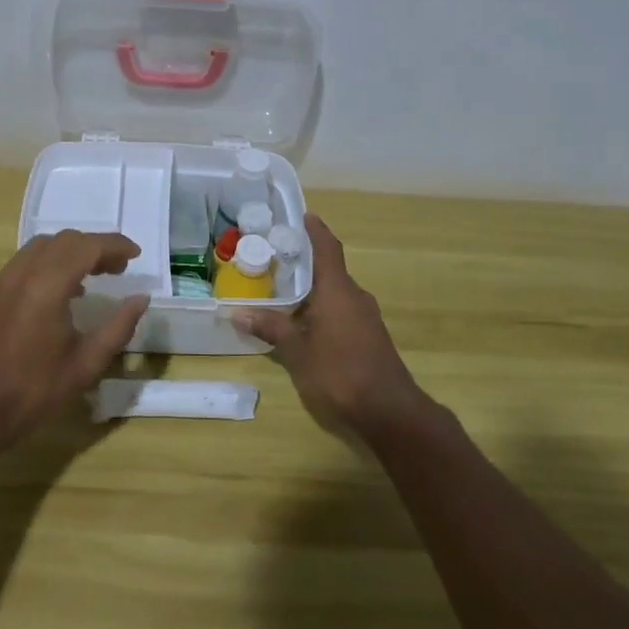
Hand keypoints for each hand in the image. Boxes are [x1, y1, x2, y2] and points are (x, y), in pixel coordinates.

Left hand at [0, 230, 149, 458]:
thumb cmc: (33, 392)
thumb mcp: (85, 364)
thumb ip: (118, 327)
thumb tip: (140, 299)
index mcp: (47, 285)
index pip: (87, 247)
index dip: (115, 245)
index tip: (136, 254)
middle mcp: (21, 272)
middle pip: (64, 240)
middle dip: (95, 247)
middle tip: (118, 268)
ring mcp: (1, 280)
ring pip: (42, 246)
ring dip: (70, 252)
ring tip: (92, 276)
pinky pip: (24, 262)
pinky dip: (48, 263)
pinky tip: (59, 291)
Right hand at [234, 214, 434, 442]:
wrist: (390, 413)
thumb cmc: (340, 372)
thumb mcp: (297, 351)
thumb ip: (271, 328)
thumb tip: (238, 312)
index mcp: (338, 290)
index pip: (327, 248)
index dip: (315, 230)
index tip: (303, 215)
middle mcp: (354, 296)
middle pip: (329, 270)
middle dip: (304, 264)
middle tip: (274, 258)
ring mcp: (366, 319)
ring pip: (335, 294)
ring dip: (312, 291)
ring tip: (282, 292)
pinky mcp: (369, 339)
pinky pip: (341, 312)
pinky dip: (321, 310)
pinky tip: (303, 324)